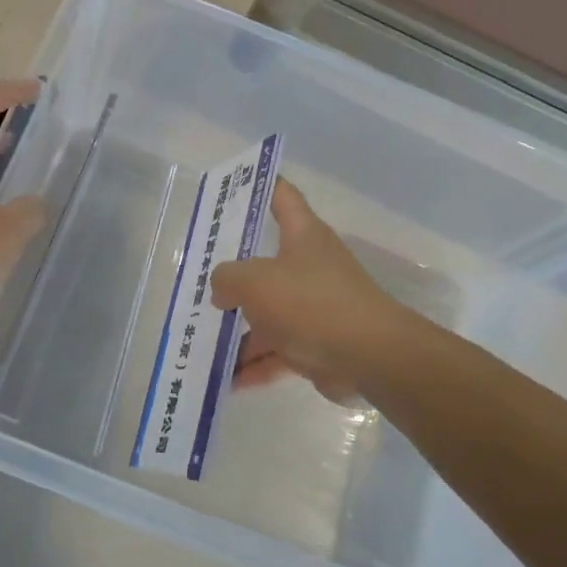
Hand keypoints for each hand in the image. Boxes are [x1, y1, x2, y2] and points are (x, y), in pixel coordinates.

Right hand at [210, 180, 399, 403]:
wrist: (369, 357)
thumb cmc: (310, 303)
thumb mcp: (255, 281)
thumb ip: (227, 278)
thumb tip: (221, 289)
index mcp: (302, 235)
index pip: (281, 196)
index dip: (259, 186)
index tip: (233, 187)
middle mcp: (310, 266)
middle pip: (265, 262)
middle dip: (232, 275)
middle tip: (197, 279)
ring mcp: (314, 306)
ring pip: (268, 313)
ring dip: (238, 329)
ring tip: (201, 340)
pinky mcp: (317, 343)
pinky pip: (278, 350)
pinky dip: (254, 364)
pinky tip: (226, 380)